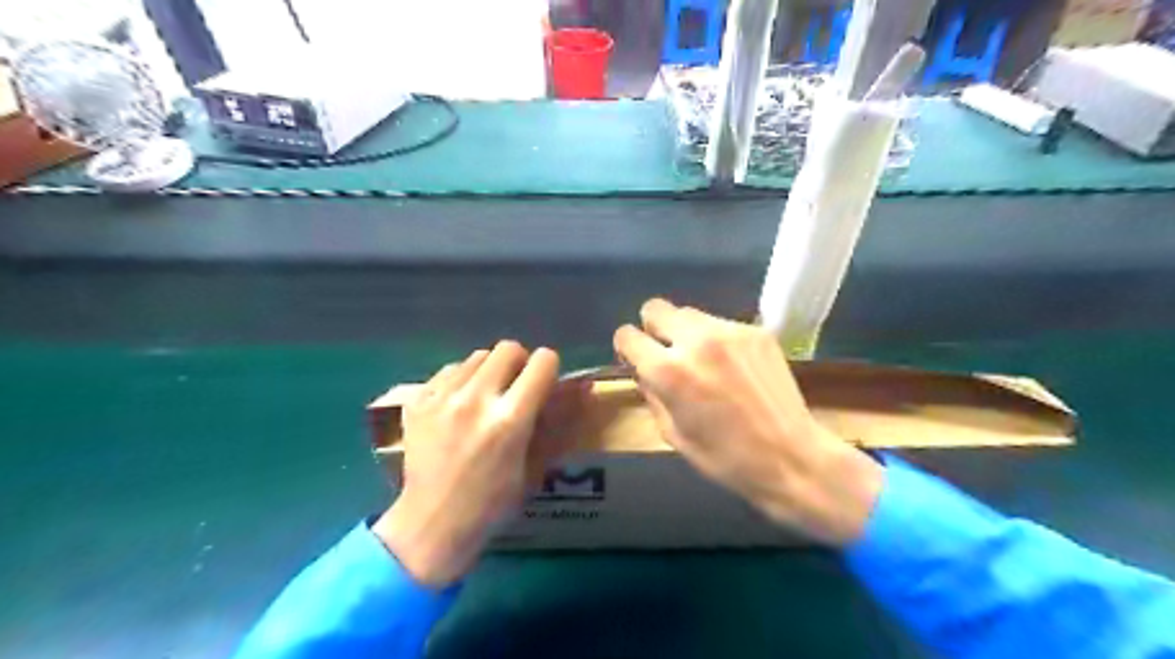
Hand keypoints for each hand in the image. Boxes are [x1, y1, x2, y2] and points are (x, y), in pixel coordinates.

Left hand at [370, 342, 582, 584]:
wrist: (431, 524)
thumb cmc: (492, 503)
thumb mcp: (534, 467)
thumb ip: (555, 423)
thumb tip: (583, 389)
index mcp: (510, 420)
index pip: (542, 361)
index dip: (548, 368)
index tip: (544, 382)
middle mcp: (476, 400)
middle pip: (508, 348)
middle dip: (519, 363)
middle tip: (515, 387)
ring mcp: (442, 398)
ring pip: (477, 356)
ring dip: (489, 371)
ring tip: (485, 398)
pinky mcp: (417, 401)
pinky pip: (449, 371)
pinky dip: (460, 381)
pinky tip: (458, 406)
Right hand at [616, 298, 881, 544]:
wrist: (790, 456)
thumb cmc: (725, 458)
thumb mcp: (672, 434)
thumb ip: (651, 394)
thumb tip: (644, 370)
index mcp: (667, 371)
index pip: (627, 335)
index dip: (626, 348)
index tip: (635, 359)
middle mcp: (694, 341)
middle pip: (655, 308)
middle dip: (653, 329)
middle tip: (667, 353)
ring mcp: (729, 331)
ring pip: (689, 313)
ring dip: (685, 332)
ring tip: (703, 360)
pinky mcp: (756, 331)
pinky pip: (721, 324)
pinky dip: (717, 340)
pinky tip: (732, 366)